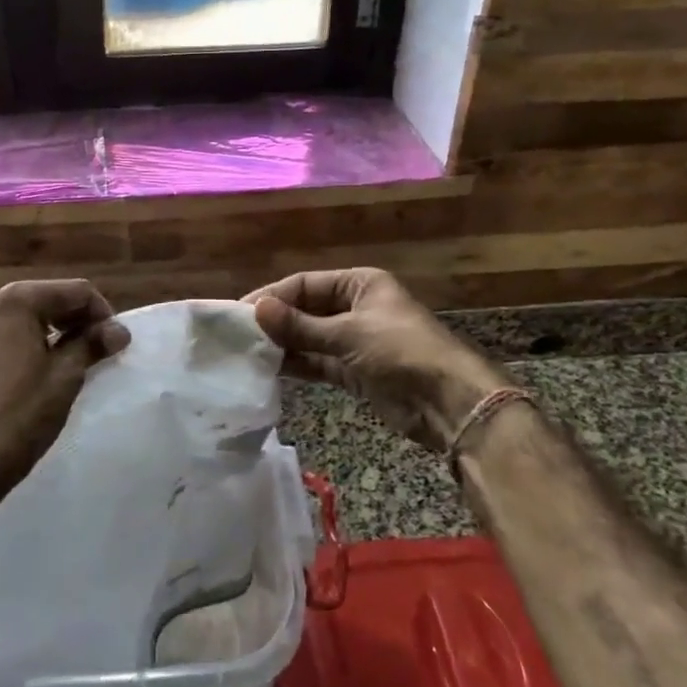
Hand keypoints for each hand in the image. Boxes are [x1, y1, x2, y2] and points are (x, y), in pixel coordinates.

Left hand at [0, 279, 129, 491]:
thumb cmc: (24, 411)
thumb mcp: (67, 374)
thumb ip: (93, 343)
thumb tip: (119, 331)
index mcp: (15, 301)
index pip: (74, 291)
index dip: (102, 314)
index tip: (113, 342)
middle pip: (44, 300)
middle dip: (73, 321)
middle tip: (94, 350)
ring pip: (18, 320)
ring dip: (46, 334)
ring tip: (64, 363)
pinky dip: (18, 349)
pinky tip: (28, 377)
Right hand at [245, 268, 500, 451]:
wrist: (448, 402)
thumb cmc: (400, 351)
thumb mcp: (348, 334)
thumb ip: (300, 326)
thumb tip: (256, 309)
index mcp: (359, 284)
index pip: (305, 284)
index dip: (273, 296)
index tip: (240, 312)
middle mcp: (355, 307)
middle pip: (305, 310)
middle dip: (275, 322)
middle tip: (237, 336)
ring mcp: (354, 340)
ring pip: (309, 338)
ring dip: (283, 345)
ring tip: (246, 353)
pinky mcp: (354, 371)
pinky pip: (318, 362)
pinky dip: (297, 364)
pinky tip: (269, 369)